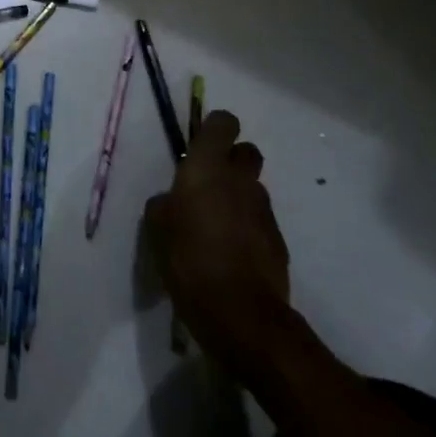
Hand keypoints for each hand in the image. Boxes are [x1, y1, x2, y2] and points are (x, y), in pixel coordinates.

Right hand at [144, 112, 290, 368]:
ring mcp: (264, 210)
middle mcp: (240, 179)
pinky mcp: (279, 241)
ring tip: (217, 228)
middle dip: (232, 161)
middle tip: (209, 185)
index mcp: (208, 167)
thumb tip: (173, 200)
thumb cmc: (188, 259)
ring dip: (239, 198)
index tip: (201, 146)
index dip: (214, 129)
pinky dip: (248, 229)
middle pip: (246, 151)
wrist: (241, 313)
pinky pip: (260, 221)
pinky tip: (231, 255)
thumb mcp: (157, 228)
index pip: (223, 123)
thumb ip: (164, 204)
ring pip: (253, 189)